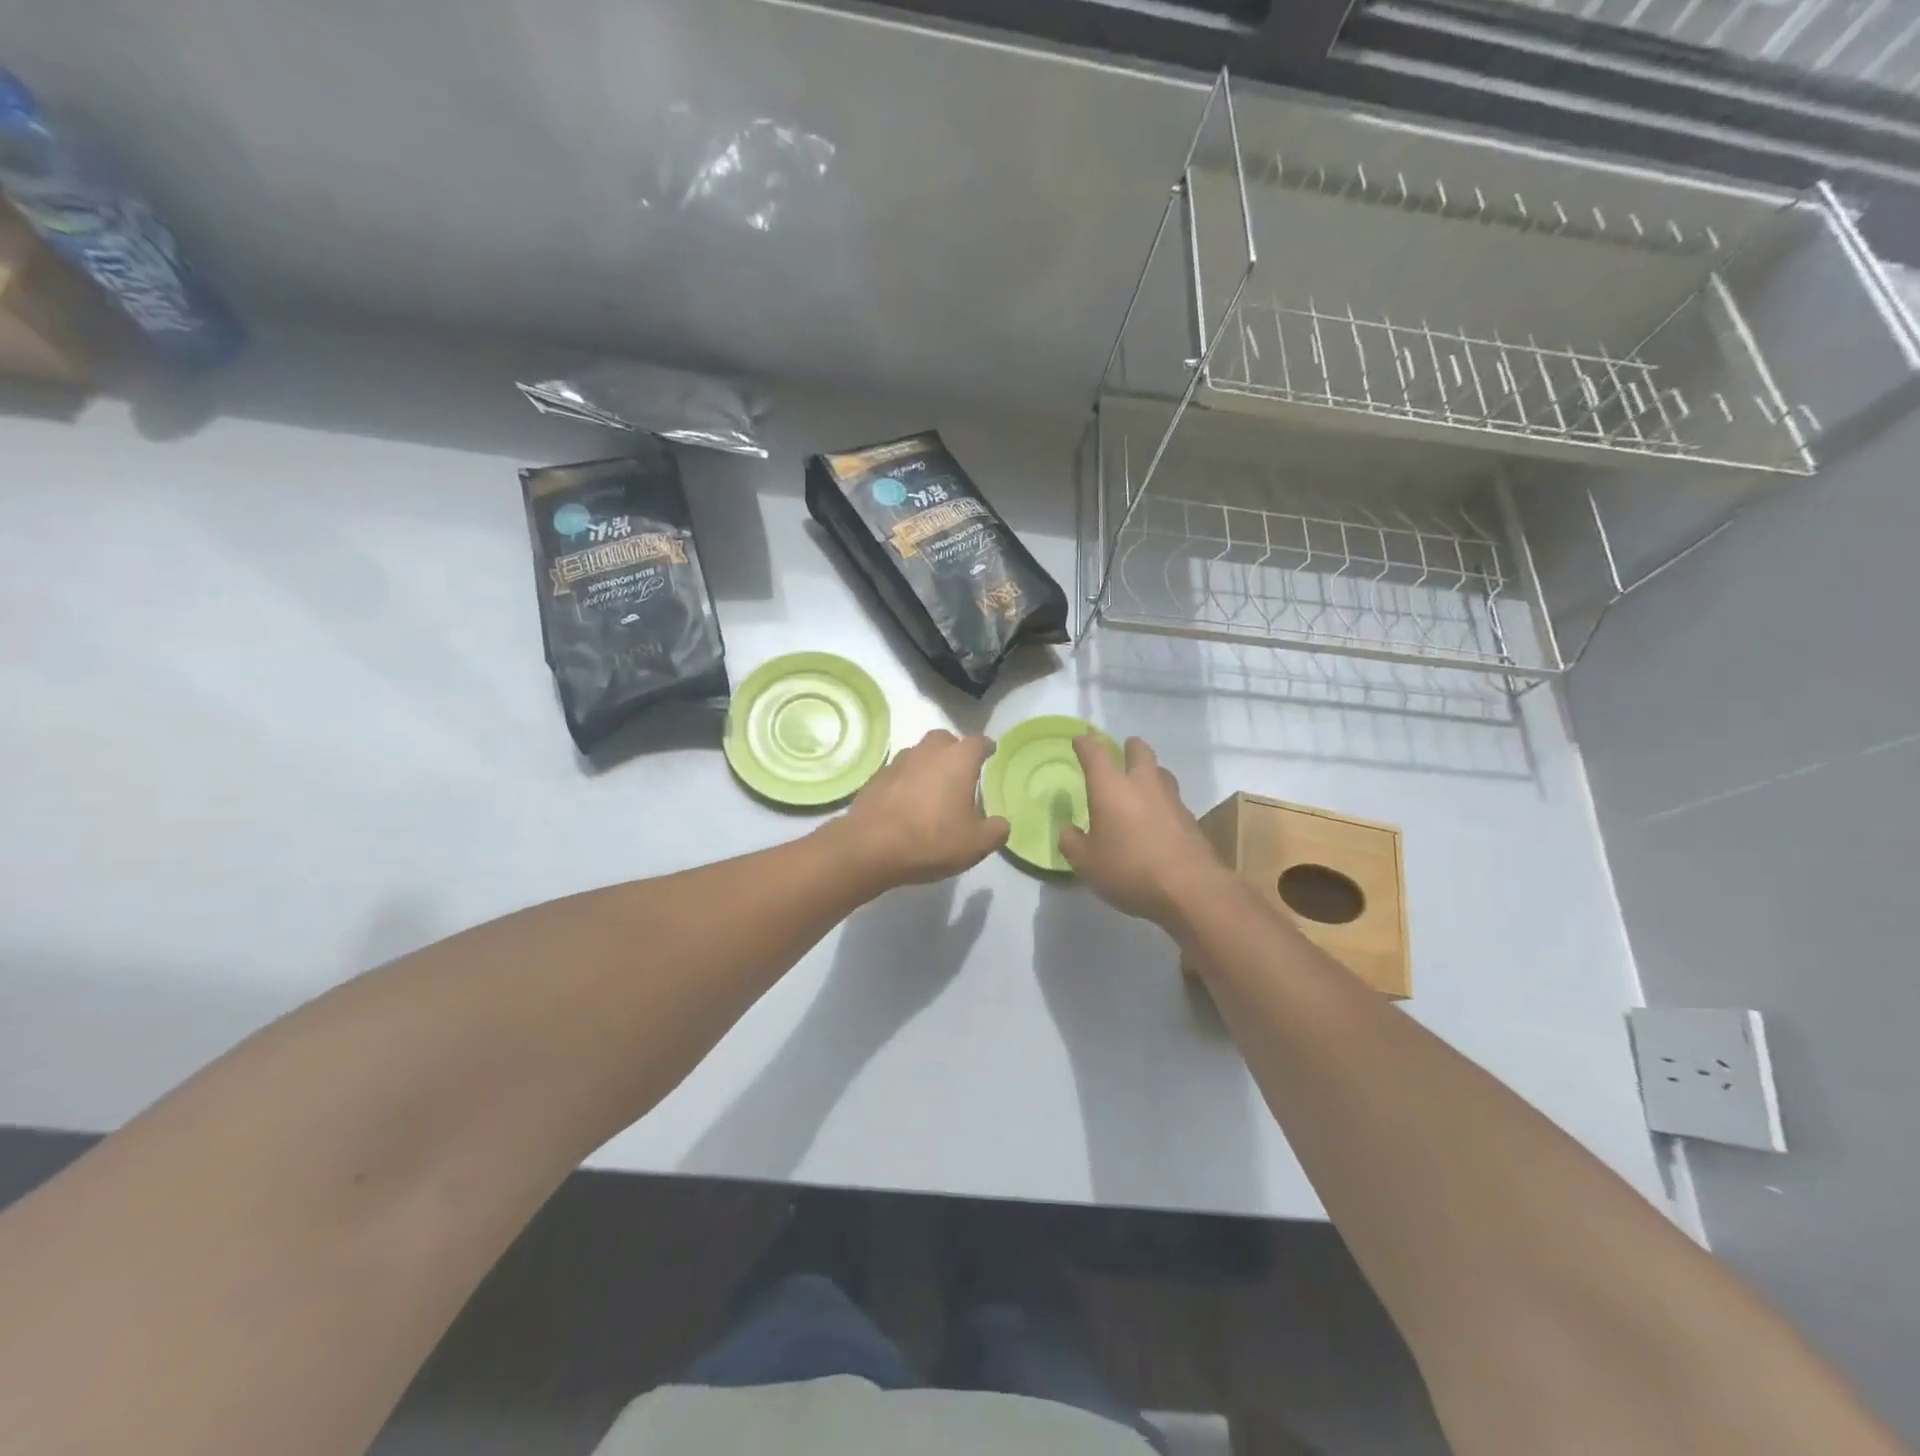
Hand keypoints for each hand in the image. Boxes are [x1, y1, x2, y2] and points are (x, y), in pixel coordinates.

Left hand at [830, 730, 1009, 888]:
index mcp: (958, 760)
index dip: (986, 748)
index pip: (978, 742)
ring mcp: (899, 762)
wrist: (870, 847)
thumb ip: (996, 831)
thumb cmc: (931, 840)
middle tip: (960, 772)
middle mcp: (928, 752)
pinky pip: (899, 772)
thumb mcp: (976, 845)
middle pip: (945, 739)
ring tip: (934, 789)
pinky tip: (908, 803)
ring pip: (919, 753)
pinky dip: (907, 781)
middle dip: (954, 750)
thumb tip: (1001, 823)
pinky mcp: (876, 778)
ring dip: (929, 765)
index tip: (990, 754)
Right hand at [1058, 735, 1231, 927]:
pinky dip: (1162, 801)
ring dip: (1150, 771)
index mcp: (1111, 788)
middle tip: (1123, 750)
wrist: (1190, 889)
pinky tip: (1158, 817)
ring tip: (1142, 783)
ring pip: (1161, 772)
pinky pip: (1173, 799)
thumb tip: (1068, 830)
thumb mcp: (1086, 863)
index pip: (1095, 753)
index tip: (1080, 738)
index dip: (1086, 743)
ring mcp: (1171, 799)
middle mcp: (1142, 784)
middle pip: (1139, 751)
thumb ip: (1072, 843)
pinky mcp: (1190, 819)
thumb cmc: (1129, 869)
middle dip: (1129, 747)